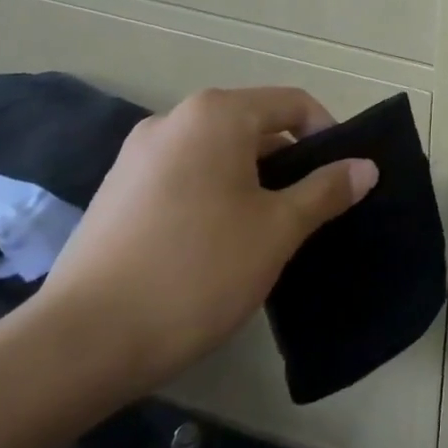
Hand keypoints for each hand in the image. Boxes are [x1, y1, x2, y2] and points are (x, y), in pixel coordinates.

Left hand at [31, 87, 376, 394]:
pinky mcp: (115, 191)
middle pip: (254, 125)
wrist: (81, 343)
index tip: (341, 179)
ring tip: (265, 231)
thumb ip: (326, 190)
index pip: (293, 104)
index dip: (327, 135)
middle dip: (289, 162)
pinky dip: (213, 194)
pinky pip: (183, 175)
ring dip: (251, 180)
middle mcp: (174, 120)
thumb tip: (365, 167)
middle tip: (308, 210)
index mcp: (216, 115)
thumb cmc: (197, 271)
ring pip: (218, 152)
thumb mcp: (277, 230)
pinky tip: (215, 244)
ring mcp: (137, 155)